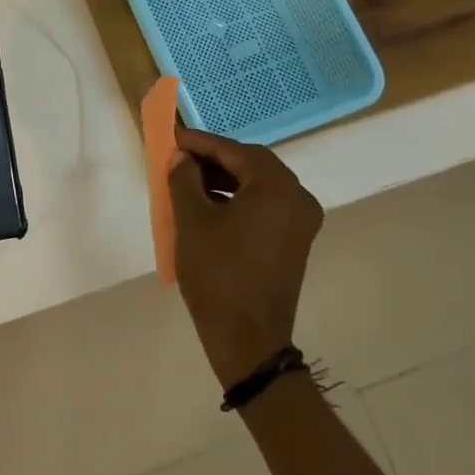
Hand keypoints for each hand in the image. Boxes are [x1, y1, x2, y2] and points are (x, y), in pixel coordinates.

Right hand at [167, 127, 323, 387]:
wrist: (247, 338)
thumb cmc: (217, 273)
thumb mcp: (192, 220)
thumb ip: (184, 178)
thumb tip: (183, 158)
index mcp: (277, 187)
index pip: (235, 150)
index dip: (201, 142)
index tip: (173, 137)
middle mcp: (298, 197)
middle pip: (252, 164)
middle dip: (214, 158)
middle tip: (179, 158)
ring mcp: (301, 221)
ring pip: (259, 184)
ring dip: (225, 178)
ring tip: (188, 181)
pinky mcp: (294, 240)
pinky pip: (265, 205)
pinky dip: (238, 198)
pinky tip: (209, 205)